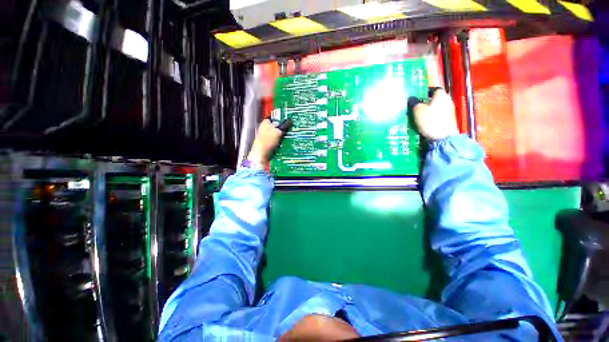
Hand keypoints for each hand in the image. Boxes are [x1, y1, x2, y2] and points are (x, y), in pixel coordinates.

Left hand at [247, 119, 291, 163]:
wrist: (261, 154)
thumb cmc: (267, 141)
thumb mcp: (278, 132)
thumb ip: (284, 126)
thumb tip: (290, 121)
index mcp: (265, 122)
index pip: (275, 116)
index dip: (282, 117)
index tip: (288, 119)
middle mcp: (265, 127)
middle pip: (277, 125)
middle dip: (283, 127)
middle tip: (290, 128)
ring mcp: (266, 135)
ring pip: (277, 133)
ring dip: (282, 134)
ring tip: (288, 135)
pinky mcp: (268, 142)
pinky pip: (277, 139)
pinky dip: (280, 140)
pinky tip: (284, 142)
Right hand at [413, 88, 458, 140]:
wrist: (443, 137)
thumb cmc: (430, 120)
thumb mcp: (418, 111)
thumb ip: (414, 103)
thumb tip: (411, 99)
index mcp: (441, 95)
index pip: (434, 89)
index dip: (425, 92)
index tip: (417, 97)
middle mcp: (447, 100)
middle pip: (435, 99)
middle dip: (426, 102)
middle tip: (416, 107)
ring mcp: (449, 111)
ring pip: (437, 107)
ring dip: (428, 110)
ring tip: (419, 115)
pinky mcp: (449, 120)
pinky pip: (438, 115)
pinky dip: (432, 117)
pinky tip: (425, 122)